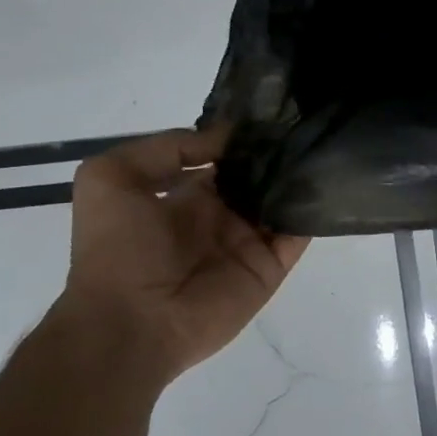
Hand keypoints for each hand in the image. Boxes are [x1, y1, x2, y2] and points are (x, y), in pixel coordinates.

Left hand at [57, 128, 307, 383]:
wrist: (132, 322)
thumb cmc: (117, 249)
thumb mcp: (110, 176)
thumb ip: (166, 148)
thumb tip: (227, 138)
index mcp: (184, 197)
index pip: (223, 160)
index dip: (242, 138)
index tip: (271, 113)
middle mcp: (221, 217)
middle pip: (259, 179)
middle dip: (278, 154)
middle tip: (305, 124)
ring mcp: (249, 243)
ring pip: (284, 203)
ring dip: (300, 179)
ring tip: (321, 146)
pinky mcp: (270, 267)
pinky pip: (299, 235)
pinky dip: (314, 212)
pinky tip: (326, 183)